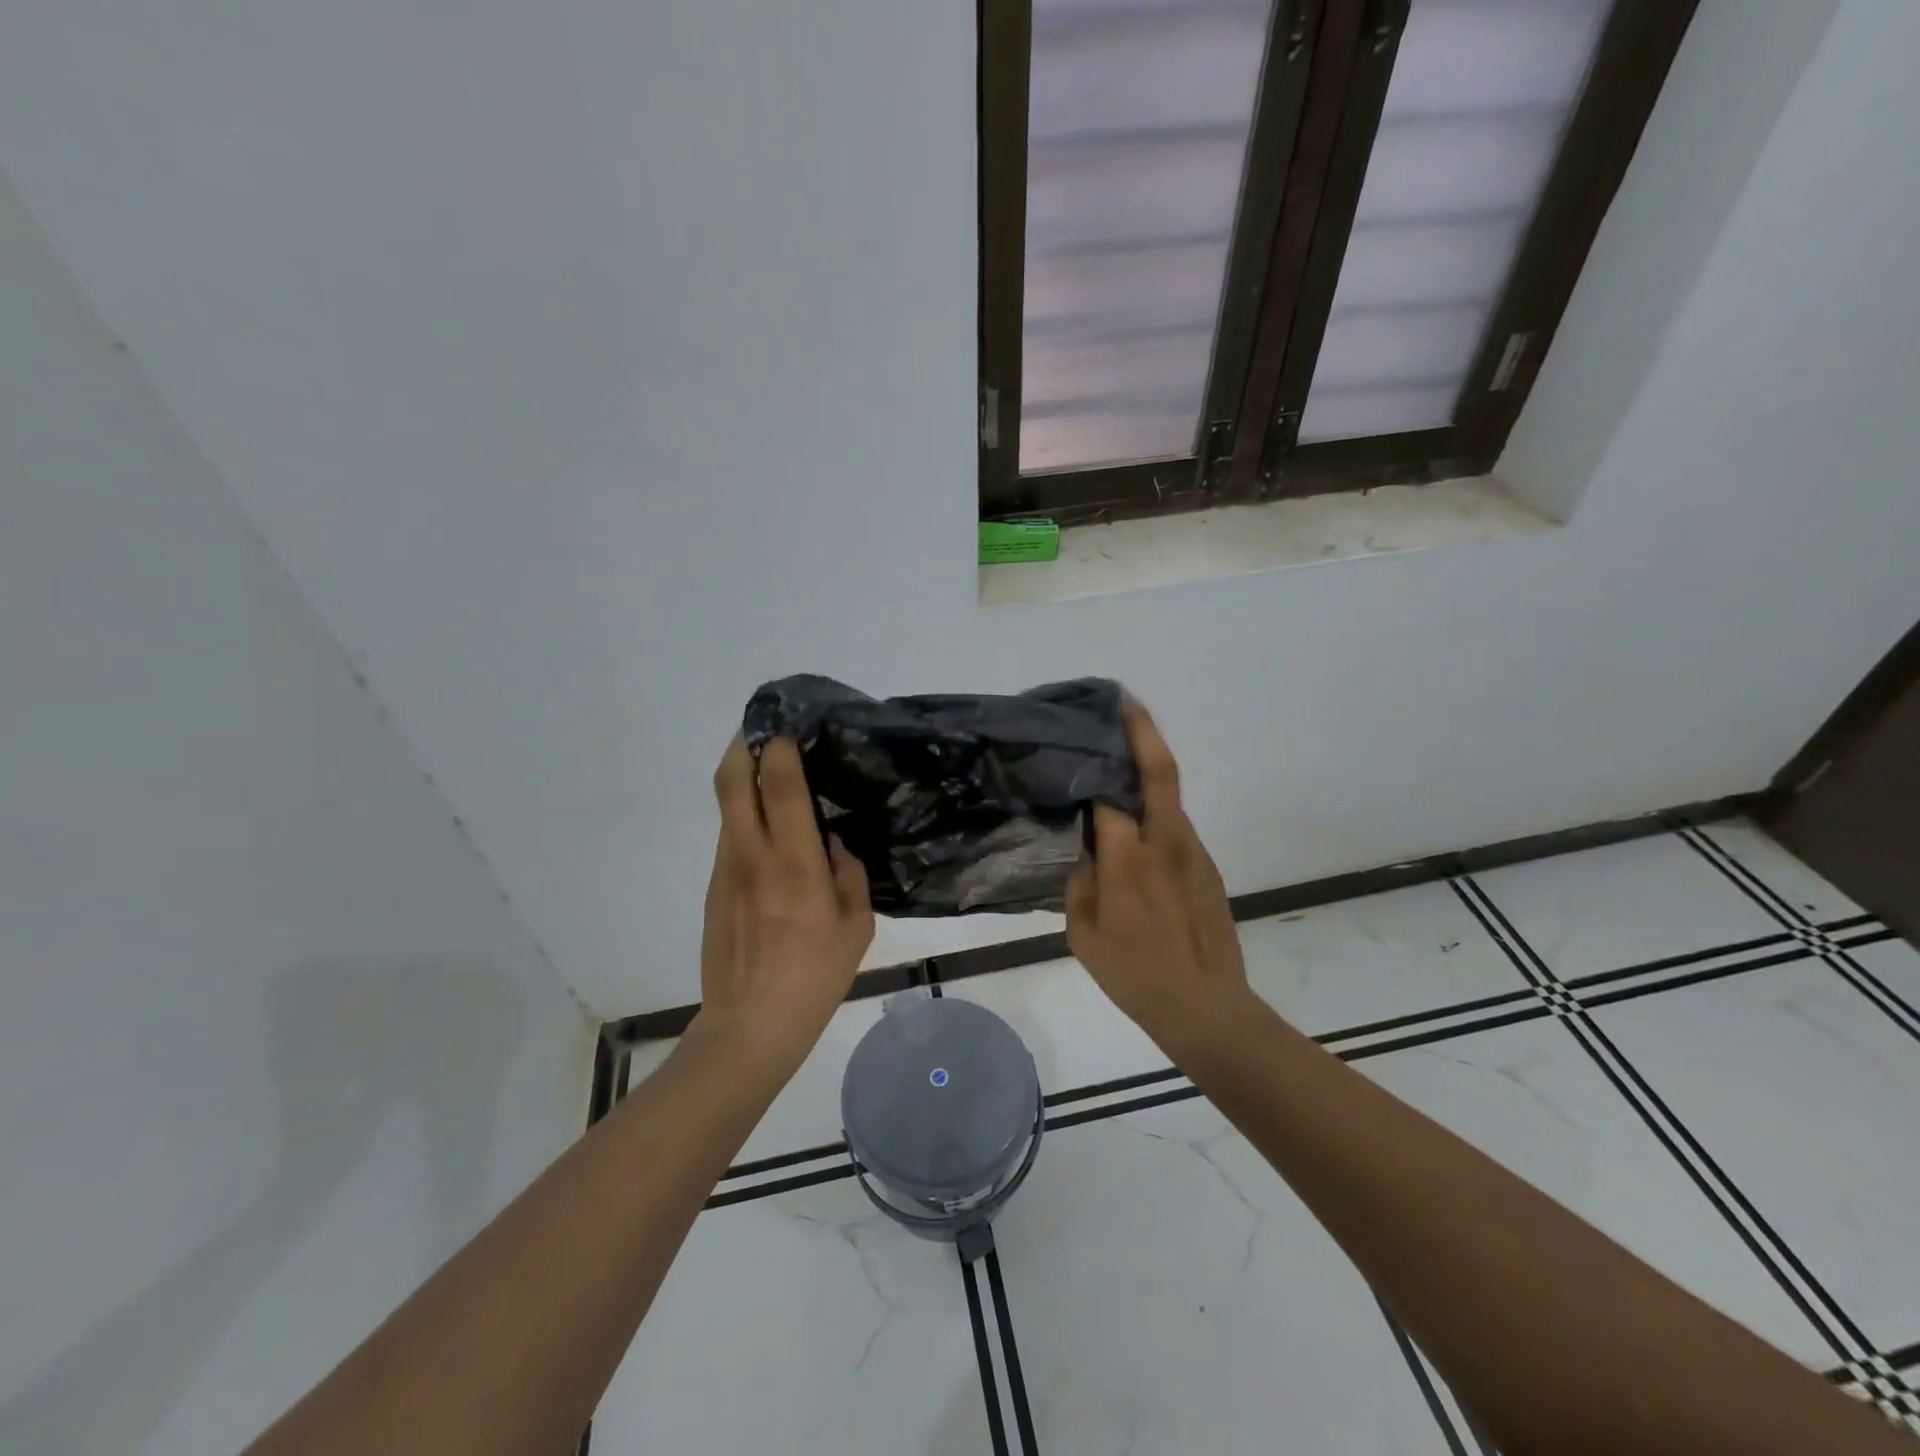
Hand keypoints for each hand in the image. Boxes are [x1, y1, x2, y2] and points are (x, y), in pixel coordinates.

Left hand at [696, 736, 873, 1064]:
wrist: (750, 1025)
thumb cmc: (815, 975)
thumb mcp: (856, 926)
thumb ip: (848, 873)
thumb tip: (833, 843)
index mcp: (794, 860)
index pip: (779, 784)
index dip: (780, 747)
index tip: (791, 730)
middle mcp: (752, 853)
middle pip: (732, 780)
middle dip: (743, 745)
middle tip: (763, 732)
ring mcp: (727, 869)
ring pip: (727, 807)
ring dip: (742, 780)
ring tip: (771, 776)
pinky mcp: (715, 888)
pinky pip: (730, 837)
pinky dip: (745, 818)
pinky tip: (770, 835)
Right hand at [1066, 705, 1252, 1049]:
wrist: (1207, 1008)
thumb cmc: (1135, 975)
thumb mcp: (1084, 934)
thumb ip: (1080, 884)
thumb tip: (1088, 854)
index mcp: (1130, 858)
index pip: (1109, 795)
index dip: (1094, 766)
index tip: (1080, 741)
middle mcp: (1166, 842)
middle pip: (1159, 772)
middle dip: (1142, 731)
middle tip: (1123, 702)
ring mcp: (1194, 852)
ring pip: (1170, 798)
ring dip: (1148, 771)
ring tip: (1118, 762)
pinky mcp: (1207, 868)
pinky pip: (1176, 827)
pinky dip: (1155, 812)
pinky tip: (1136, 828)